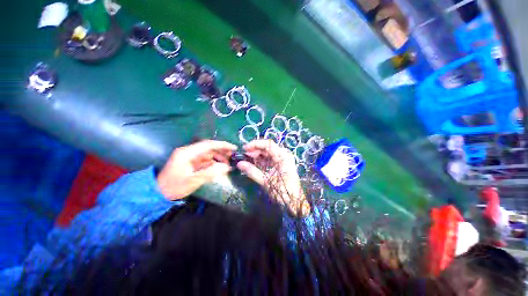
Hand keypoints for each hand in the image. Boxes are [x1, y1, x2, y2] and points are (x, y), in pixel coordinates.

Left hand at [157, 140, 236, 200]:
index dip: (222, 145)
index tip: (234, 148)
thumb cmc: (174, 186)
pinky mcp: (191, 162)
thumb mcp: (193, 180)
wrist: (158, 193)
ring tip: (228, 164)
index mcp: (188, 152)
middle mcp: (189, 151)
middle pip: (209, 148)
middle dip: (222, 151)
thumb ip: (211, 172)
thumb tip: (227, 166)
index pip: (208, 144)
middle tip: (233, 156)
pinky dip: (213, 162)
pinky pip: (205, 159)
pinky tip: (220, 167)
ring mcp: (190, 157)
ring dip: (218, 157)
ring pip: (208, 153)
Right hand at [237, 139, 309, 215]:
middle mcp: (283, 155)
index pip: (268, 144)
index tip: (244, 148)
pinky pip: (269, 160)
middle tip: (244, 156)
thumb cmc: (283, 192)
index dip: (255, 144)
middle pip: (267, 148)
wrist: (294, 202)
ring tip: (247, 160)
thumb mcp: (266, 181)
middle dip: (255, 151)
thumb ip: (252, 171)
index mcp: (283, 156)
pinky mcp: (280, 165)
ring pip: (267, 154)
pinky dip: (261, 161)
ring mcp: (282, 160)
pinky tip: (253, 164)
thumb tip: (239, 164)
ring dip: (257, 156)